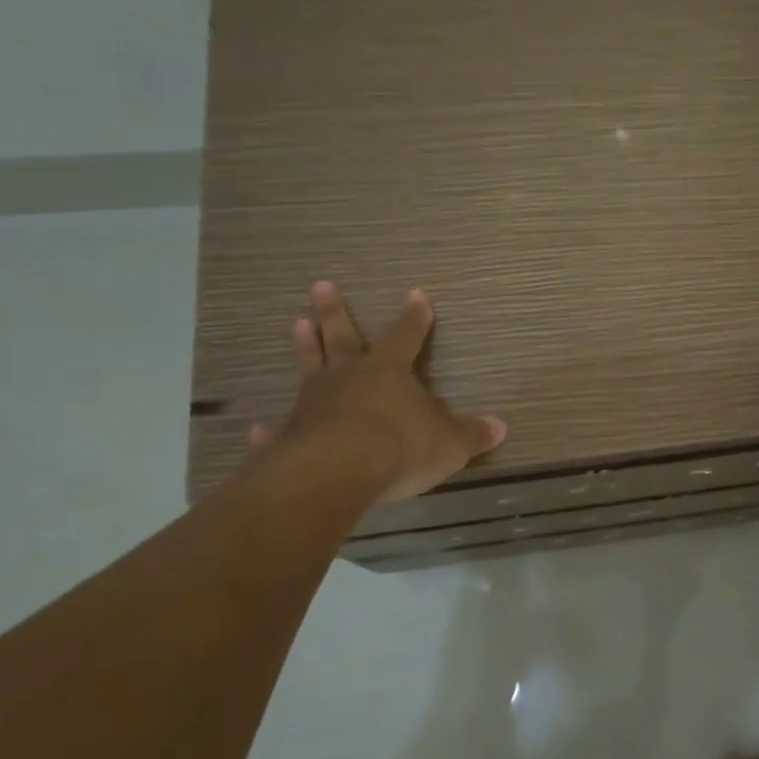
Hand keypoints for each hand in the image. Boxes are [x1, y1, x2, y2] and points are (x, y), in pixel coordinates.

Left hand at [249, 280, 505, 507]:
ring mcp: (313, 404)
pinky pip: (280, 429)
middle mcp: (348, 378)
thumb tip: (500, 428)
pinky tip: (258, 429)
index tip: (415, 295)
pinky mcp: (289, 436)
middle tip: (320, 285)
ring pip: (308, 367)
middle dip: (335, 312)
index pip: (406, 336)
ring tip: (295, 323)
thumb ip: (471, 435)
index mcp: (388, 372)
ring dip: (304, 347)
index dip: (414, 317)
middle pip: (342, 338)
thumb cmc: (400, 447)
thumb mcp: (449, 443)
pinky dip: (270, 430)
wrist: (337, 473)